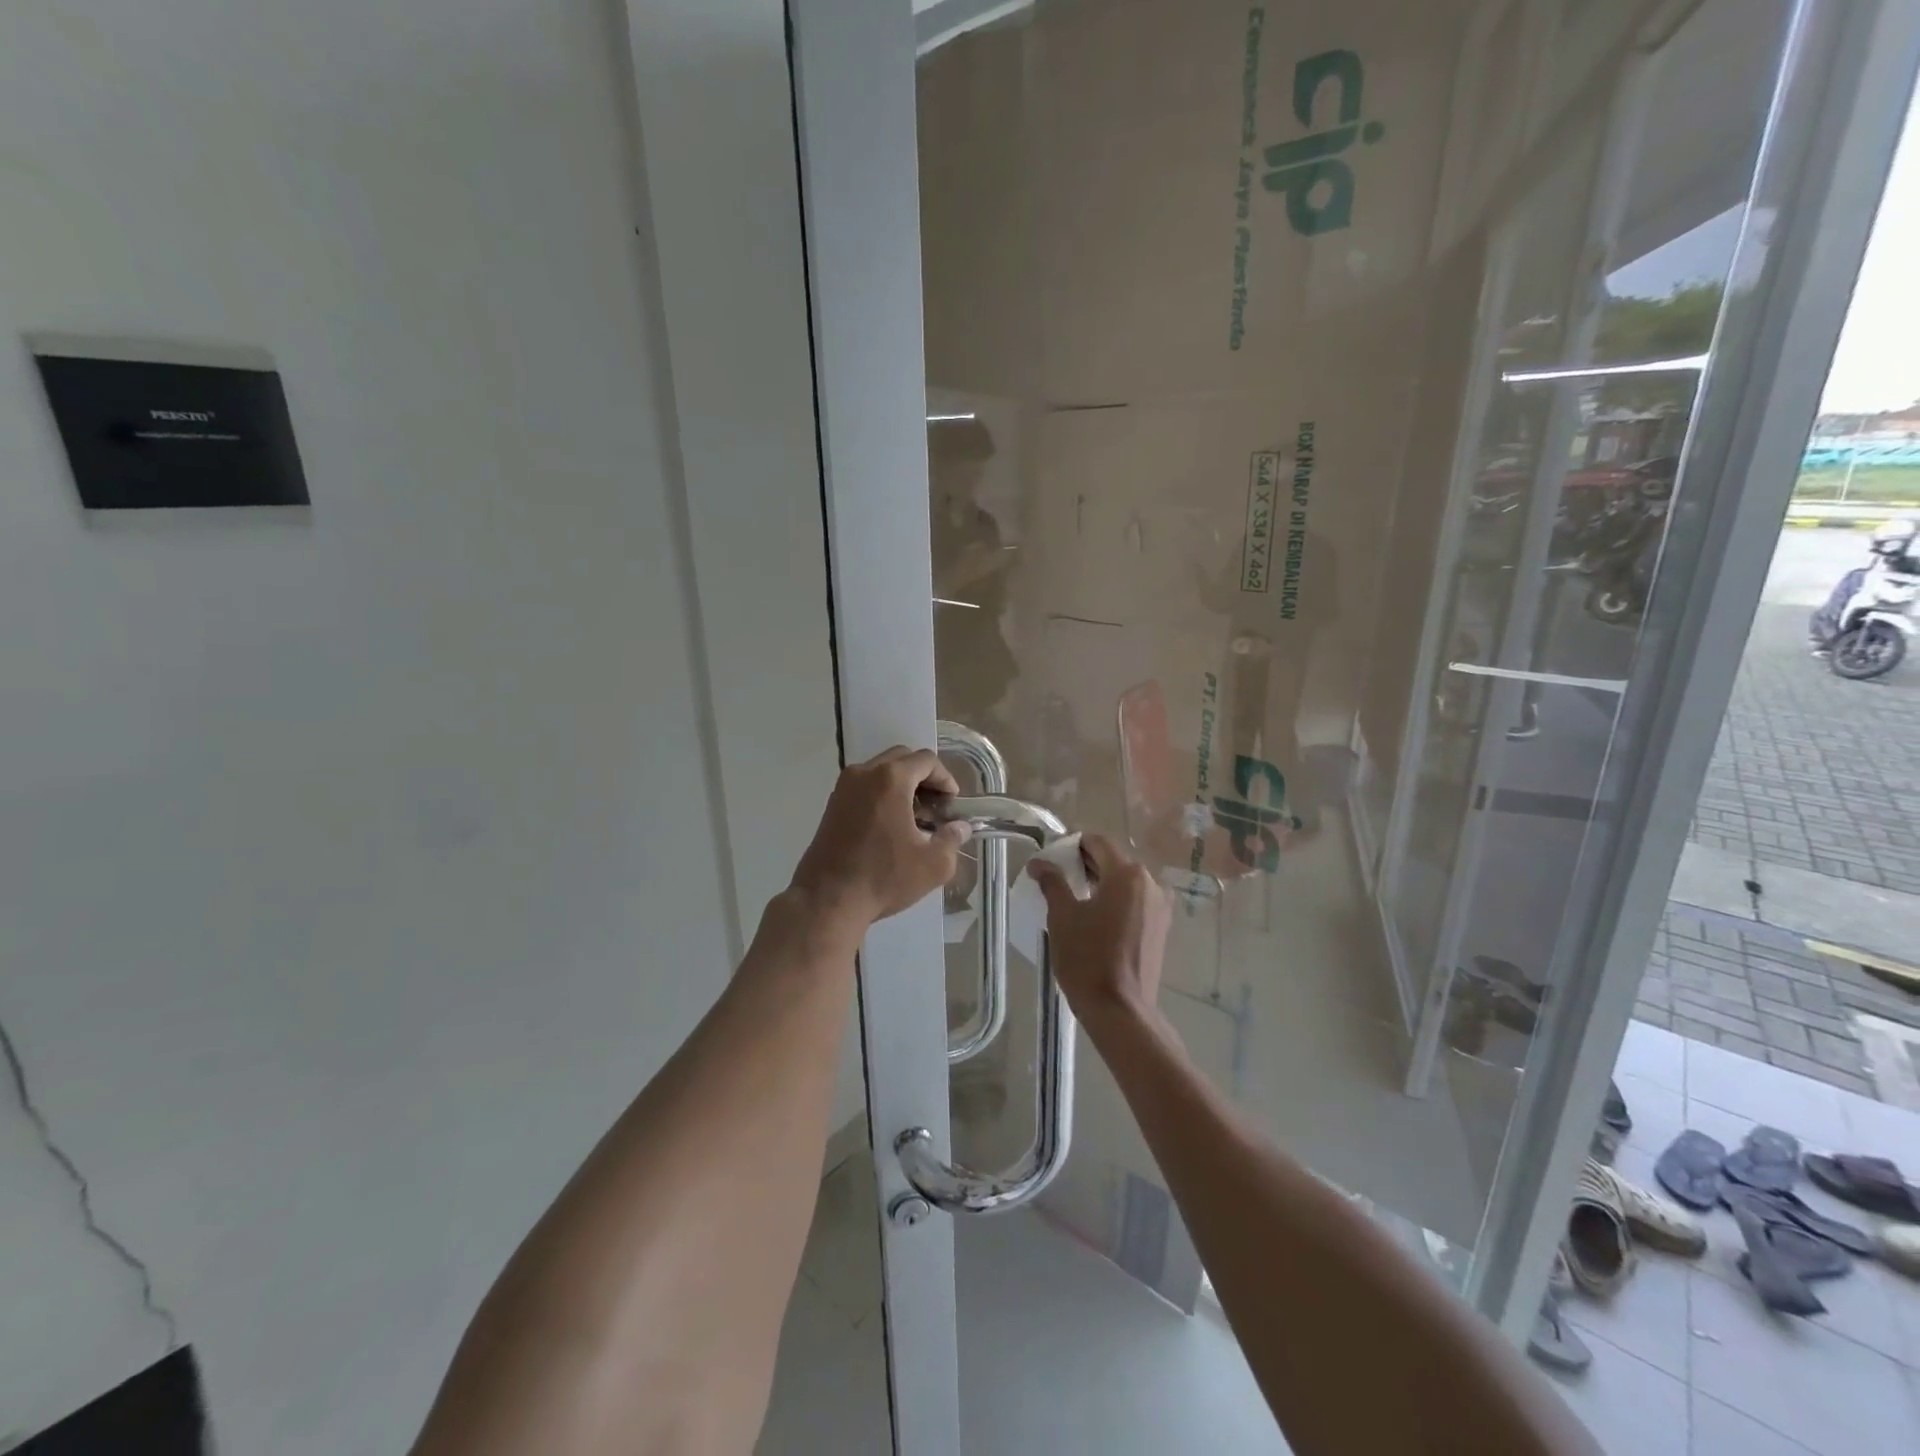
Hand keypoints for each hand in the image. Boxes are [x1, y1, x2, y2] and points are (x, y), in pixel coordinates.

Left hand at [790, 747, 969, 930]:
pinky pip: (863, 786)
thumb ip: (952, 839)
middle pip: (901, 758)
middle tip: (935, 806)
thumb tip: (960, 828)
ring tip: (914, 817)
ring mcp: (844, 788)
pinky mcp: (832, 804)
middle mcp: (864, 773)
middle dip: (923, 777)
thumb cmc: (883, 877)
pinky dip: (881, 794)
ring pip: (880, 771)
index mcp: (891, 779)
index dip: (945, 778)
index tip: (952, 803)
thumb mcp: (932, 864)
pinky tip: (890, 825)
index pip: (926, 760)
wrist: (827, 899)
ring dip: (902, 785)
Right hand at [1030, 834, 1170, 1026]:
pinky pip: (1134, 900)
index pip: (1097, 842)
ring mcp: (1159, 907)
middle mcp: (1150, 883)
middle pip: (1114, 860)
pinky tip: (1094, 915)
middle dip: (1085, 863)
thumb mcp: (1062, 916)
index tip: (1051, 856)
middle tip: (1056, 876)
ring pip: (1125, 881)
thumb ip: (1052, 882)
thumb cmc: (1087, 959)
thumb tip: (1039, 863)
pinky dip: (1114, 899)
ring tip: (1072, 896)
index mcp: (1127, 874)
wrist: (1120, 1011)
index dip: (1072, 844)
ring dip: (1100, 881)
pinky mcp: (1160, 928)